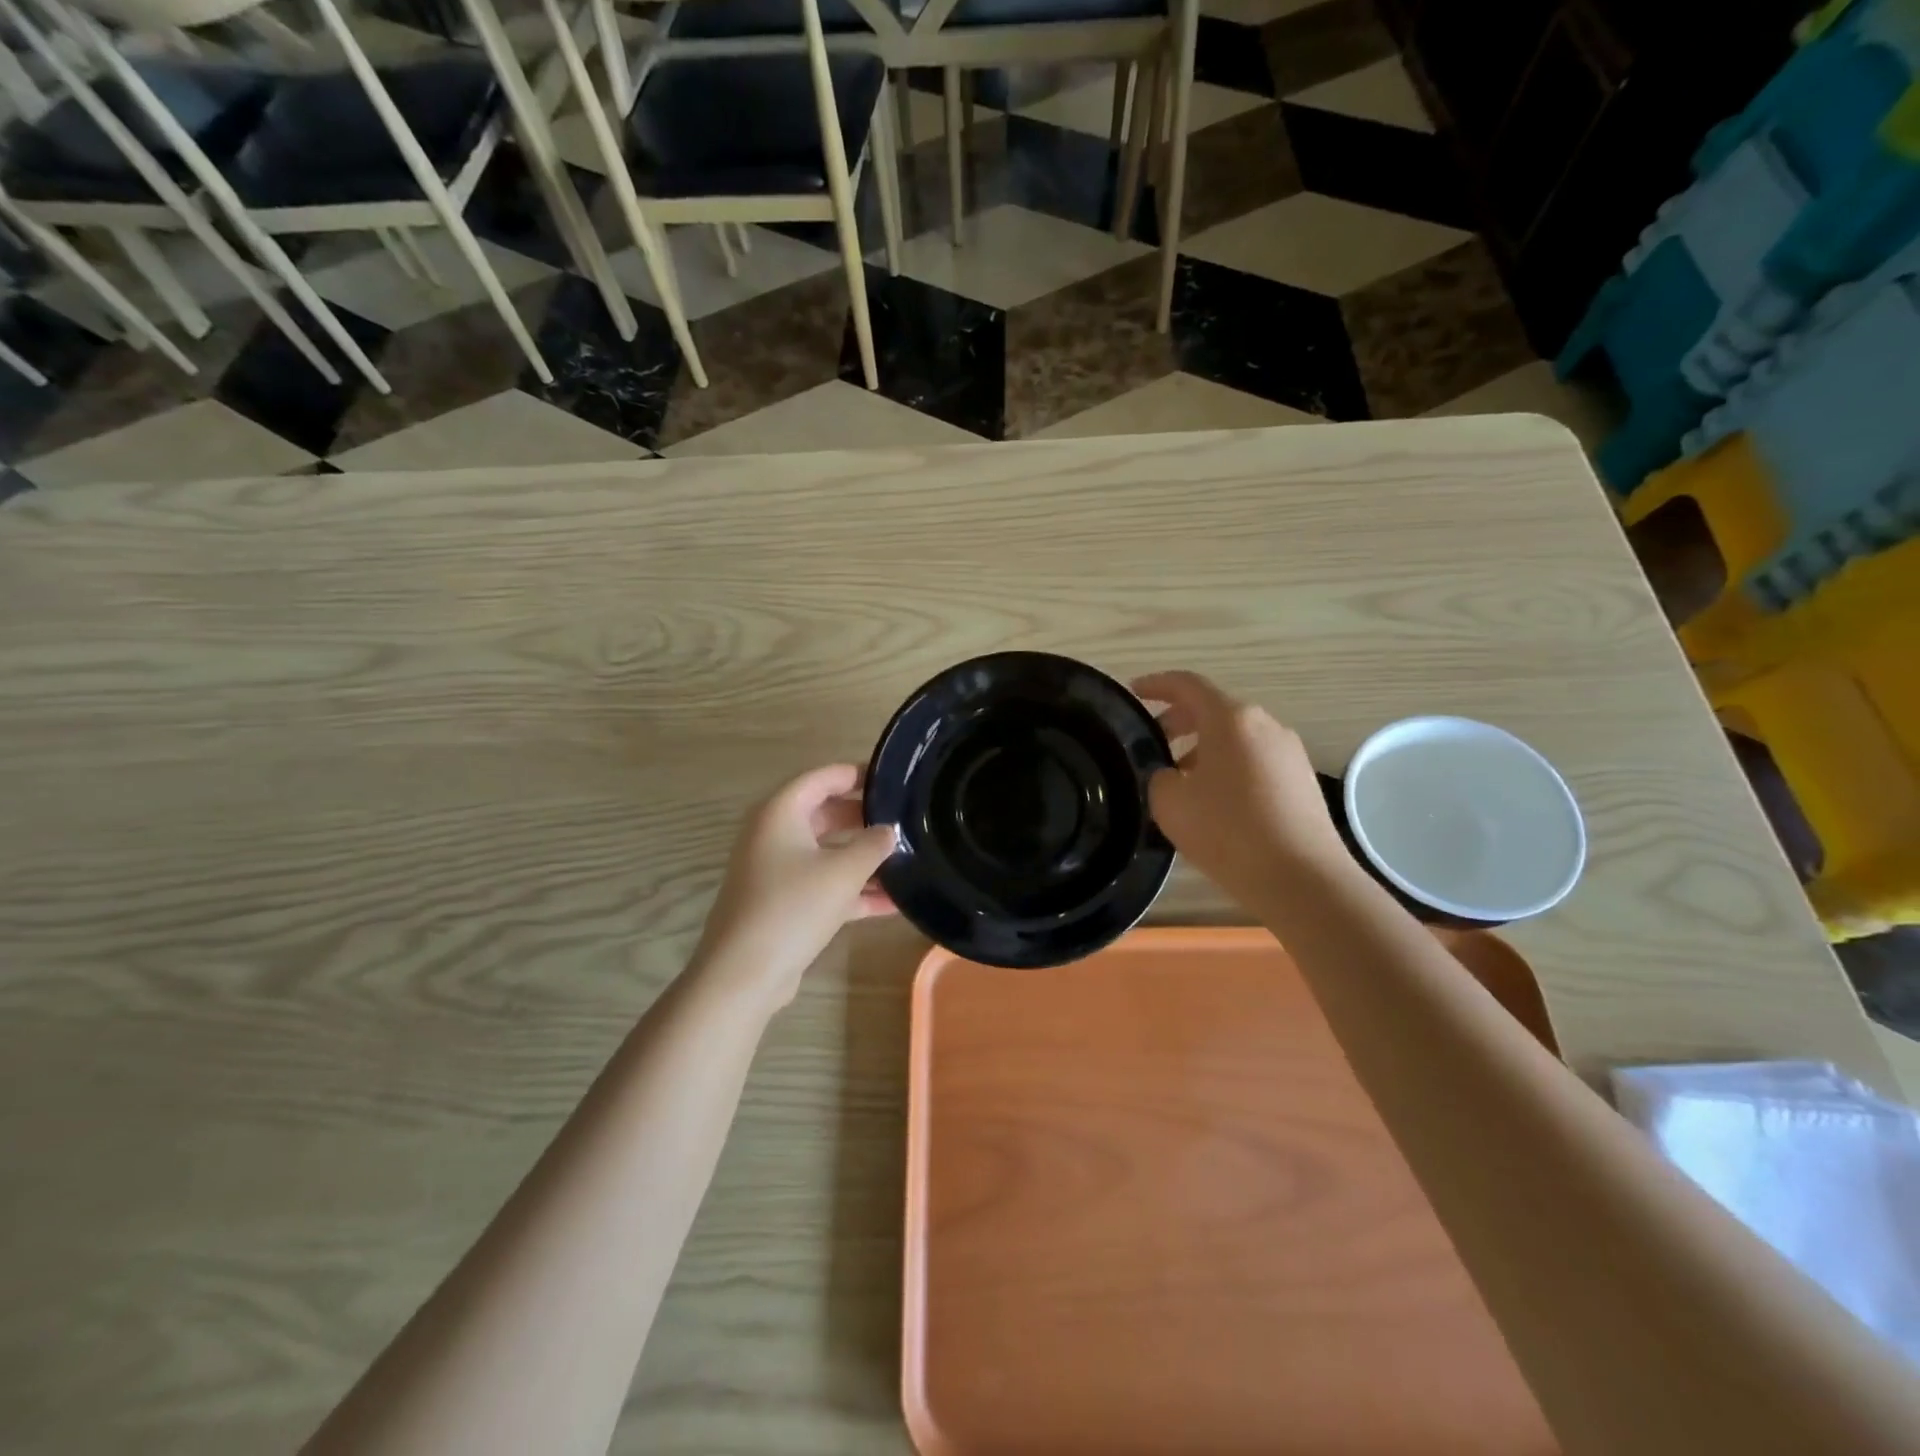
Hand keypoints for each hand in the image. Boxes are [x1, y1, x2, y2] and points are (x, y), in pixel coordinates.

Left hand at [691, 764, 898, 1011]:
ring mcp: (776, 871)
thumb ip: (872, 845)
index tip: (892, 780)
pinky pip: (823, 885)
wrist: (744, 973)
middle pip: (825, 814)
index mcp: (780, 813)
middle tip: (904, 820)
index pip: (821, 778)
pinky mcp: (783, 903)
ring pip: (826, 853)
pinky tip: (892, 903)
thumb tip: (889, 831)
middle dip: (864, 819)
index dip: (856, 775)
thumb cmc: (793, 907)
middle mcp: (774, 835)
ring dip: (863, 859)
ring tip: (907, 859)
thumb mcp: (843, 872)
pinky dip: (853, 890)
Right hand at [1132, 670, 1350, 910]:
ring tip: (1179, 780)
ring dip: (1203, 748)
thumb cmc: (1228, 831)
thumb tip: (1171, 775)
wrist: (1302, 878)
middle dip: (1178, 721)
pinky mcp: (1301, 780)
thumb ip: (1160, 777)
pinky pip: (1254, 761)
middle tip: (1151, 742)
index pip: (1186, 685)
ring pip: (1235, 737)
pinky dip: (1227, 767)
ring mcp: (1289, 752)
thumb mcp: (1170, 803)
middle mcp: (1265, 725)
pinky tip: (1214, 802)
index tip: (1132, 693)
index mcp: (1231, 719)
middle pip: (1213, 710)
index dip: (1155, 685)